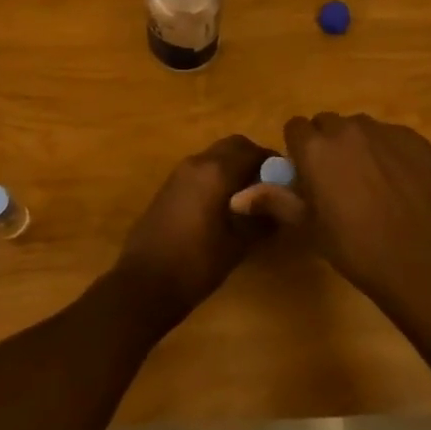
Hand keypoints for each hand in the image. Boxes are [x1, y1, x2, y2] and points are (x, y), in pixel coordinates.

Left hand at [111, 135, 271, 331]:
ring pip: (214, 156)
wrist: (144, 283)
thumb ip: (262, 220)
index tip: (286, 181)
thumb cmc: (196, 264)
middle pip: (232, 146)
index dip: (272, 162)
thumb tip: (283, 207)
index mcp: (216, 171)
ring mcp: (179, 173)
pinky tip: (222, 207)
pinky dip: (216, 177)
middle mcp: (197, 163)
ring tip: (248, 200)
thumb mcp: (238, 245)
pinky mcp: (168, 187)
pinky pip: (200, 170)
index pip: (253, 151)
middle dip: (253, 159)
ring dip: (233, 167)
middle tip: (268, 187)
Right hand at [231, 112, 430, 309]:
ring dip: (358, 146)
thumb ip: (273, 201)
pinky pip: (392, 137)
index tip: (307, 176)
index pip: (295, 127)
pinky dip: (390, 153)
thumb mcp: (308, 228)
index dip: (299, 150)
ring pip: (361, 128)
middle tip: (337, 181)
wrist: (420, 261)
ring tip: (371, 183)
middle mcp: (347, 128)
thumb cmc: (355, 247)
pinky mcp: (414, 139)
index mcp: (315, 147)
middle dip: (327, 145)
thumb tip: (236, 198)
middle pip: (328, 124)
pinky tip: (399, 185)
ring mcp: (384, 131)